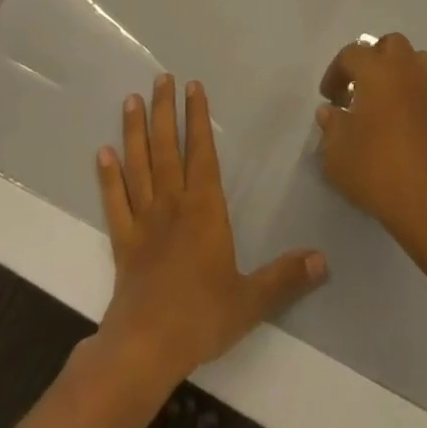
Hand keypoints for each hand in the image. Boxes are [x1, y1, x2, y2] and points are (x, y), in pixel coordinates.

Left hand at [95, 73, 327, 388]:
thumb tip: (323, 260)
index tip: (193, 87)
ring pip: (138, 166)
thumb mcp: (251, 300)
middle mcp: (172, 205)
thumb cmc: (201, 317)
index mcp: (204, 209)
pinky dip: (108, 177)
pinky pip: (114, 202)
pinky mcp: (122, 242)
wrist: (145, 349)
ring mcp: (143, 221)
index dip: (198, 118)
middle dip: (164, 111)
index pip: (202, 152)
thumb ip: (285, 278)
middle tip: (160, 78)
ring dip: (134, 131)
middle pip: (167, 148)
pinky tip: (102, 154)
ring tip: (130, 100)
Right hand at [316, 32, 426, 260]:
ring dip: (406, 74)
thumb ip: (331, 127)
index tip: (329, 98)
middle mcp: (410, 71)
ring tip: (393, 102)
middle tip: (363, 88)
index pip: (352, 53)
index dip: (336, 72)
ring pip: (422, 63)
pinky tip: (422, 125)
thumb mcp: (337, 154)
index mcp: (378, 71)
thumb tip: (332, 112)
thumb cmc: (378, 172)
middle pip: (392, 45)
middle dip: (375, 59)